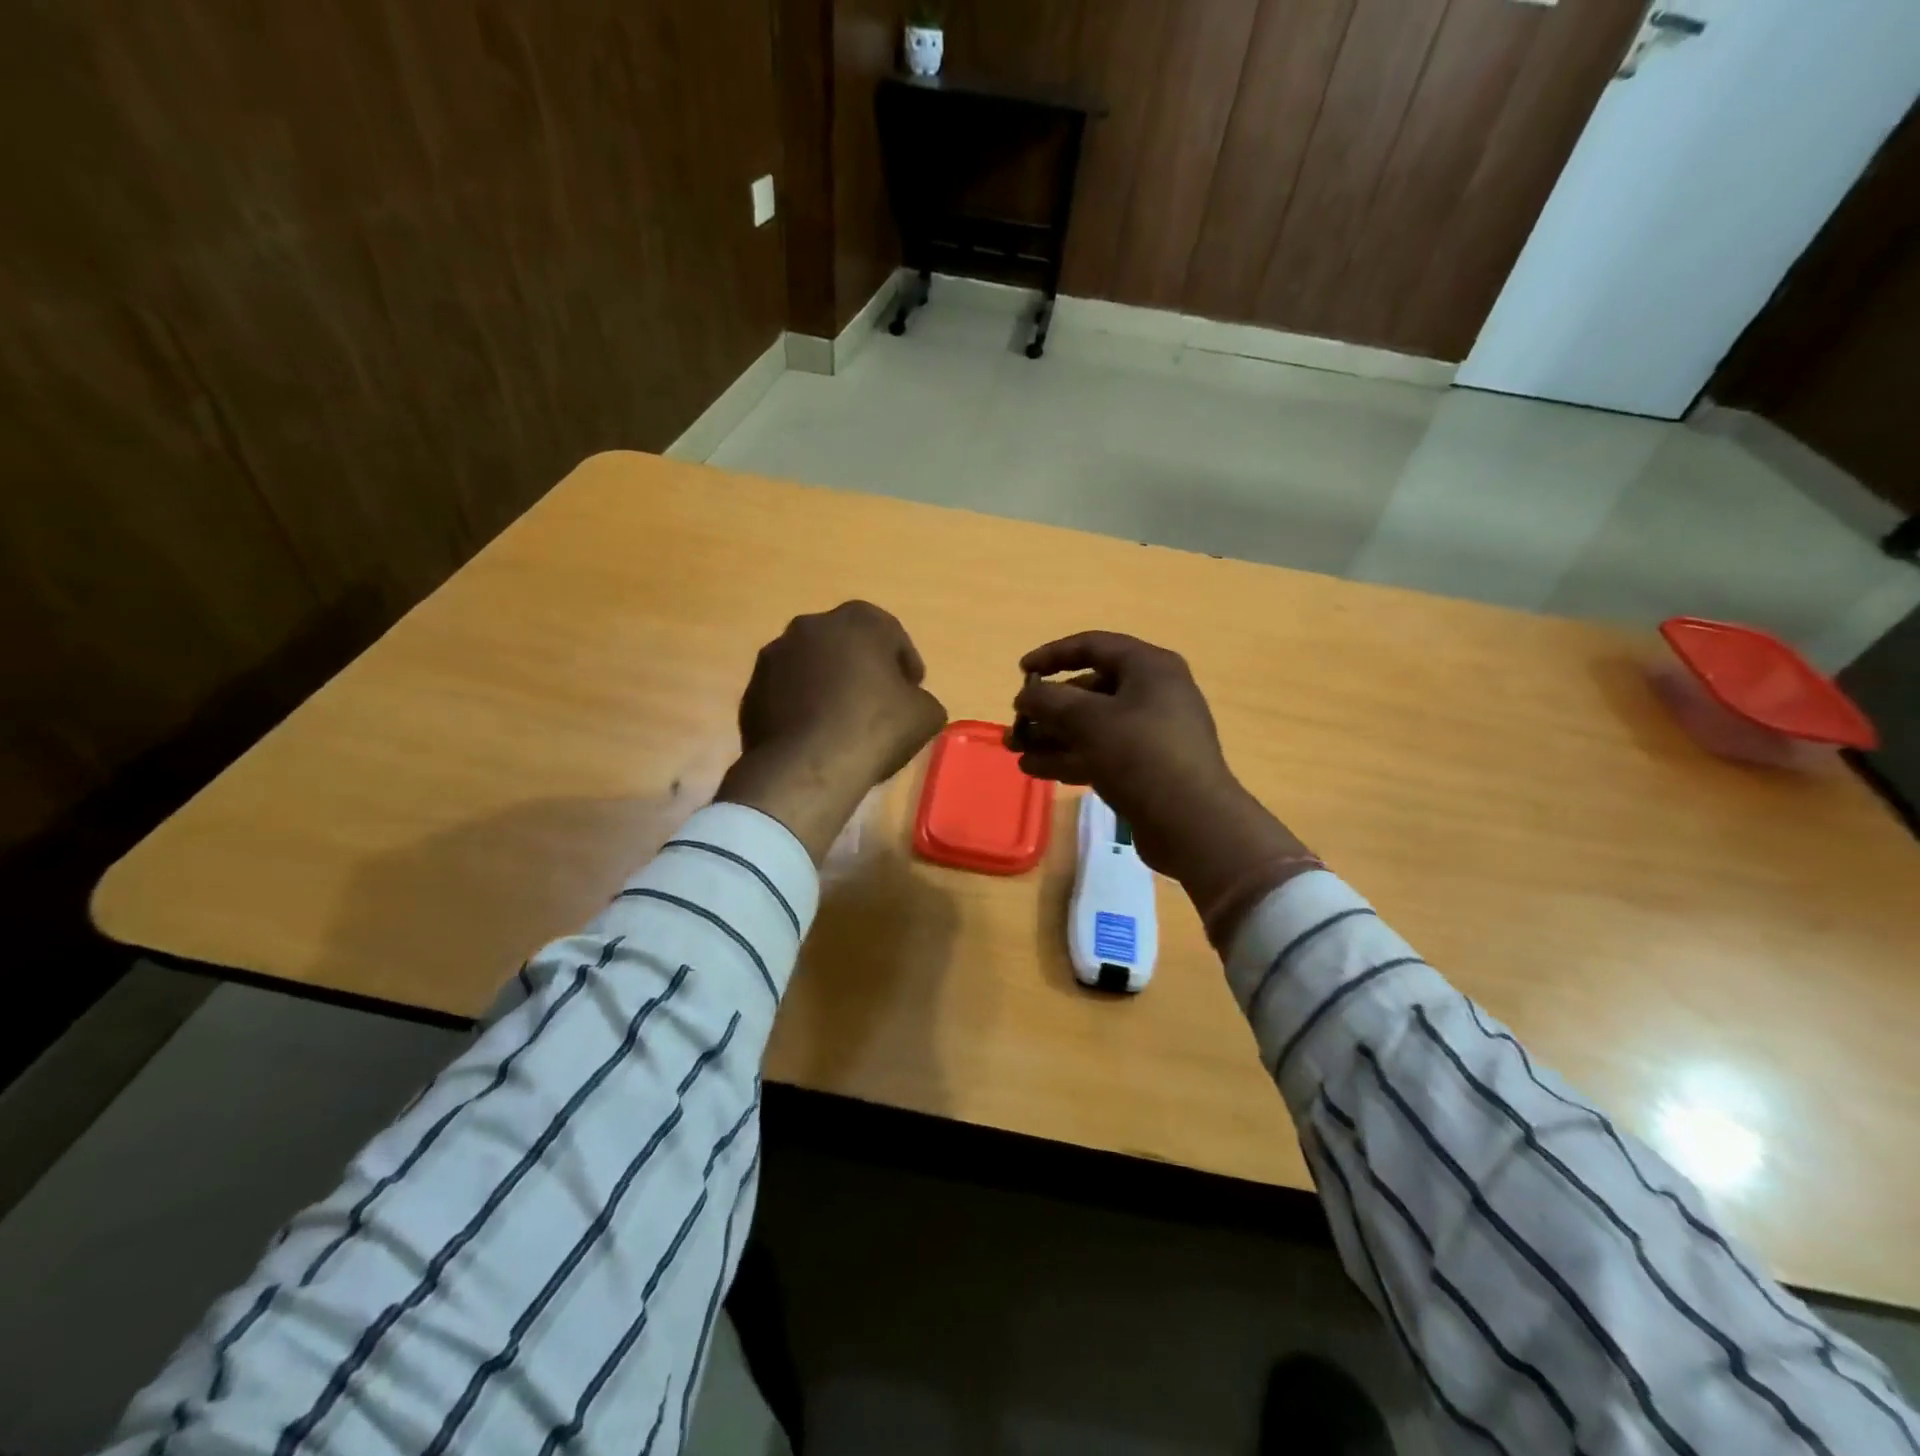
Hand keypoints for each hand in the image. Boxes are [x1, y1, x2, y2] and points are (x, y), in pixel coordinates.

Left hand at [718, 602, 946, 862]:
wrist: (808, 766)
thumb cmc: (875, 728)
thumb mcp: (926, 714)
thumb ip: (921, 698)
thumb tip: (911, 702)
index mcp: (858, 620)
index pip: (890, 634)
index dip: (905, 663)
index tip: (912, 689)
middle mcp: (811, 626)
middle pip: (846, 644)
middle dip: (862, 668)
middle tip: (878, 701)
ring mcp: (774, 656)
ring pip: (811, 666)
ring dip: (827, 684)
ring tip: (842, 721)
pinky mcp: (752, 690)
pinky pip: (786, 693)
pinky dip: (800, 706)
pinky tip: (814, 735)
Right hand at [1010, 632, 1315, 939]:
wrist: (1192, 822)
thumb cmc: (1140, 754)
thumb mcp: (1088, 720)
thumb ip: (1049, 700)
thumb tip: (1026, 695)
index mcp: (1149, 667)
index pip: (1093, 646)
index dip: (1053, 655)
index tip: (1021, 671)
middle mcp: (1154, 693)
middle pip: (1090, 689)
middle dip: (1048, 707)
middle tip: (1017, 724)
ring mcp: (1153, 733)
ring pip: (1093, 725)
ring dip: (1053, 736)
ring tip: (1017, 751)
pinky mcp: (1148, 767)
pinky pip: (1102, 751)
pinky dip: (1071, 756)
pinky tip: (1036, 769)